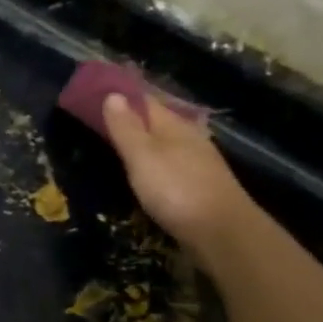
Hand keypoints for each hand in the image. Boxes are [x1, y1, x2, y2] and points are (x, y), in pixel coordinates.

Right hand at [100, 91, 257, 260]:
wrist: (222, 232)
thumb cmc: (177, 190)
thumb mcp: (143, 156)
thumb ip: (127, 128)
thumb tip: (113, 94)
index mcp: (174, 126)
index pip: (146, 100)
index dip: (124, 93)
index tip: (100, 89)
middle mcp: (189, 138)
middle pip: (158, 120)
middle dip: (134, 114)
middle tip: (105, 112)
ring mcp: (197, 162)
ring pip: (166, 141)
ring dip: (146, 137)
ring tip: (123, 137)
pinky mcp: (198, 185)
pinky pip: (171, 162)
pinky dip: (155, 158)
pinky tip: (149, 167)